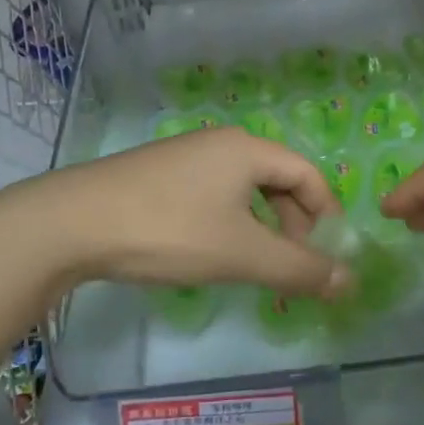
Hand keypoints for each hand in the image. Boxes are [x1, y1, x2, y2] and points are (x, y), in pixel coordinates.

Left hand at [0, 129, 349, 297]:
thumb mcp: (241, 254)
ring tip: (252, 266)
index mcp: (248, 149)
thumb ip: (299, 269)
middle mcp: (221, 143)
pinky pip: (213, 193)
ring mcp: (187, 155)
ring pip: (244, 189)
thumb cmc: (170, 230)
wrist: (74, 222)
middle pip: (278, 180)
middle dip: (293, 225)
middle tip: (288, 269)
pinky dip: (228, 222)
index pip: (308, 175)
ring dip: (260, 227)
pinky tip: (208, 251)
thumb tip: (349, 281)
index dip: (325, 216)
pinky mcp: (160, 173)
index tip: (324, 258)